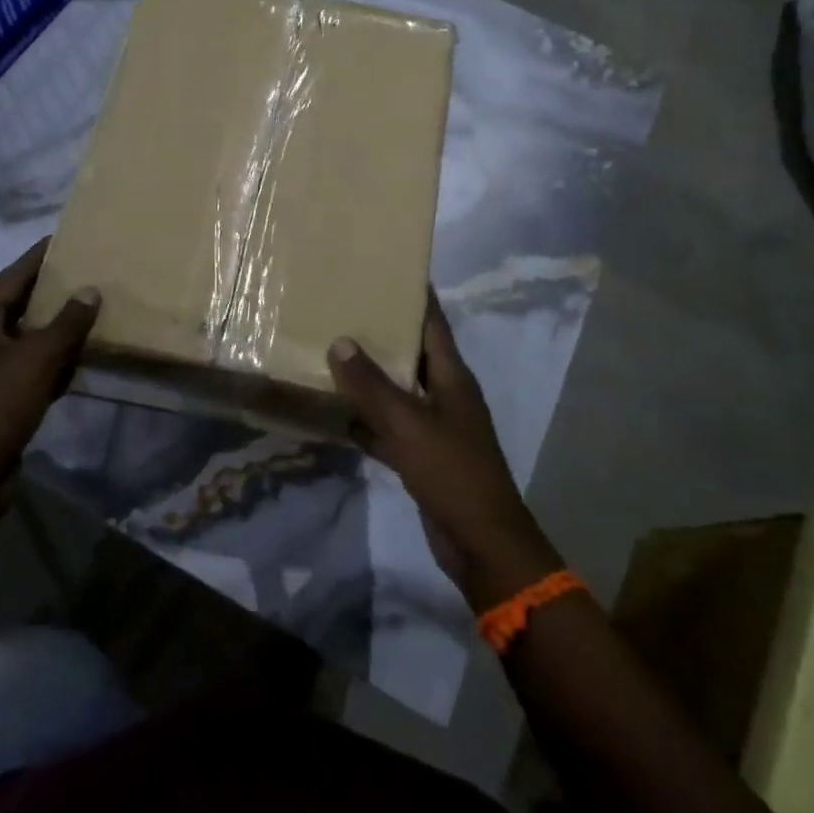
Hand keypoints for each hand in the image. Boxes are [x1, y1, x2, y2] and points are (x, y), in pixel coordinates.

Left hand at [0, 240, 99, 532]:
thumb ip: (66, 323)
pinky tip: (81, 357)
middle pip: (19, 304)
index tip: (66, 238)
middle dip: (52, 290)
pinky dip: (53, 359)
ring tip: (92, 309)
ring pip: (26, 337)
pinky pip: (29, 366)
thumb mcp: (36, 360)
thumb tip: (90, 290)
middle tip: (88, 271)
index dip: (38, 257)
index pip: (12, 277)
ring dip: (56, 326)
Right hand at [329, 294, 562, 610]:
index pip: (433, 323)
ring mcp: (434, 427)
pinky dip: (367, 420)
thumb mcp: (408, 424)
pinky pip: (389, 427)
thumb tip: (340, 341)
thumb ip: (372, 385)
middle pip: (412, 353)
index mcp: (452, 377)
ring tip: (332, 351)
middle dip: (382, 332)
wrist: (482, 544)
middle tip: (344, 306)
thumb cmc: (451, 473)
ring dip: (370, 377)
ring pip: (397, 391)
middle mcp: (445, 394)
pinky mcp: (421, 456)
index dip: (415, 295)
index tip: (388, 268)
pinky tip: (336, 413)